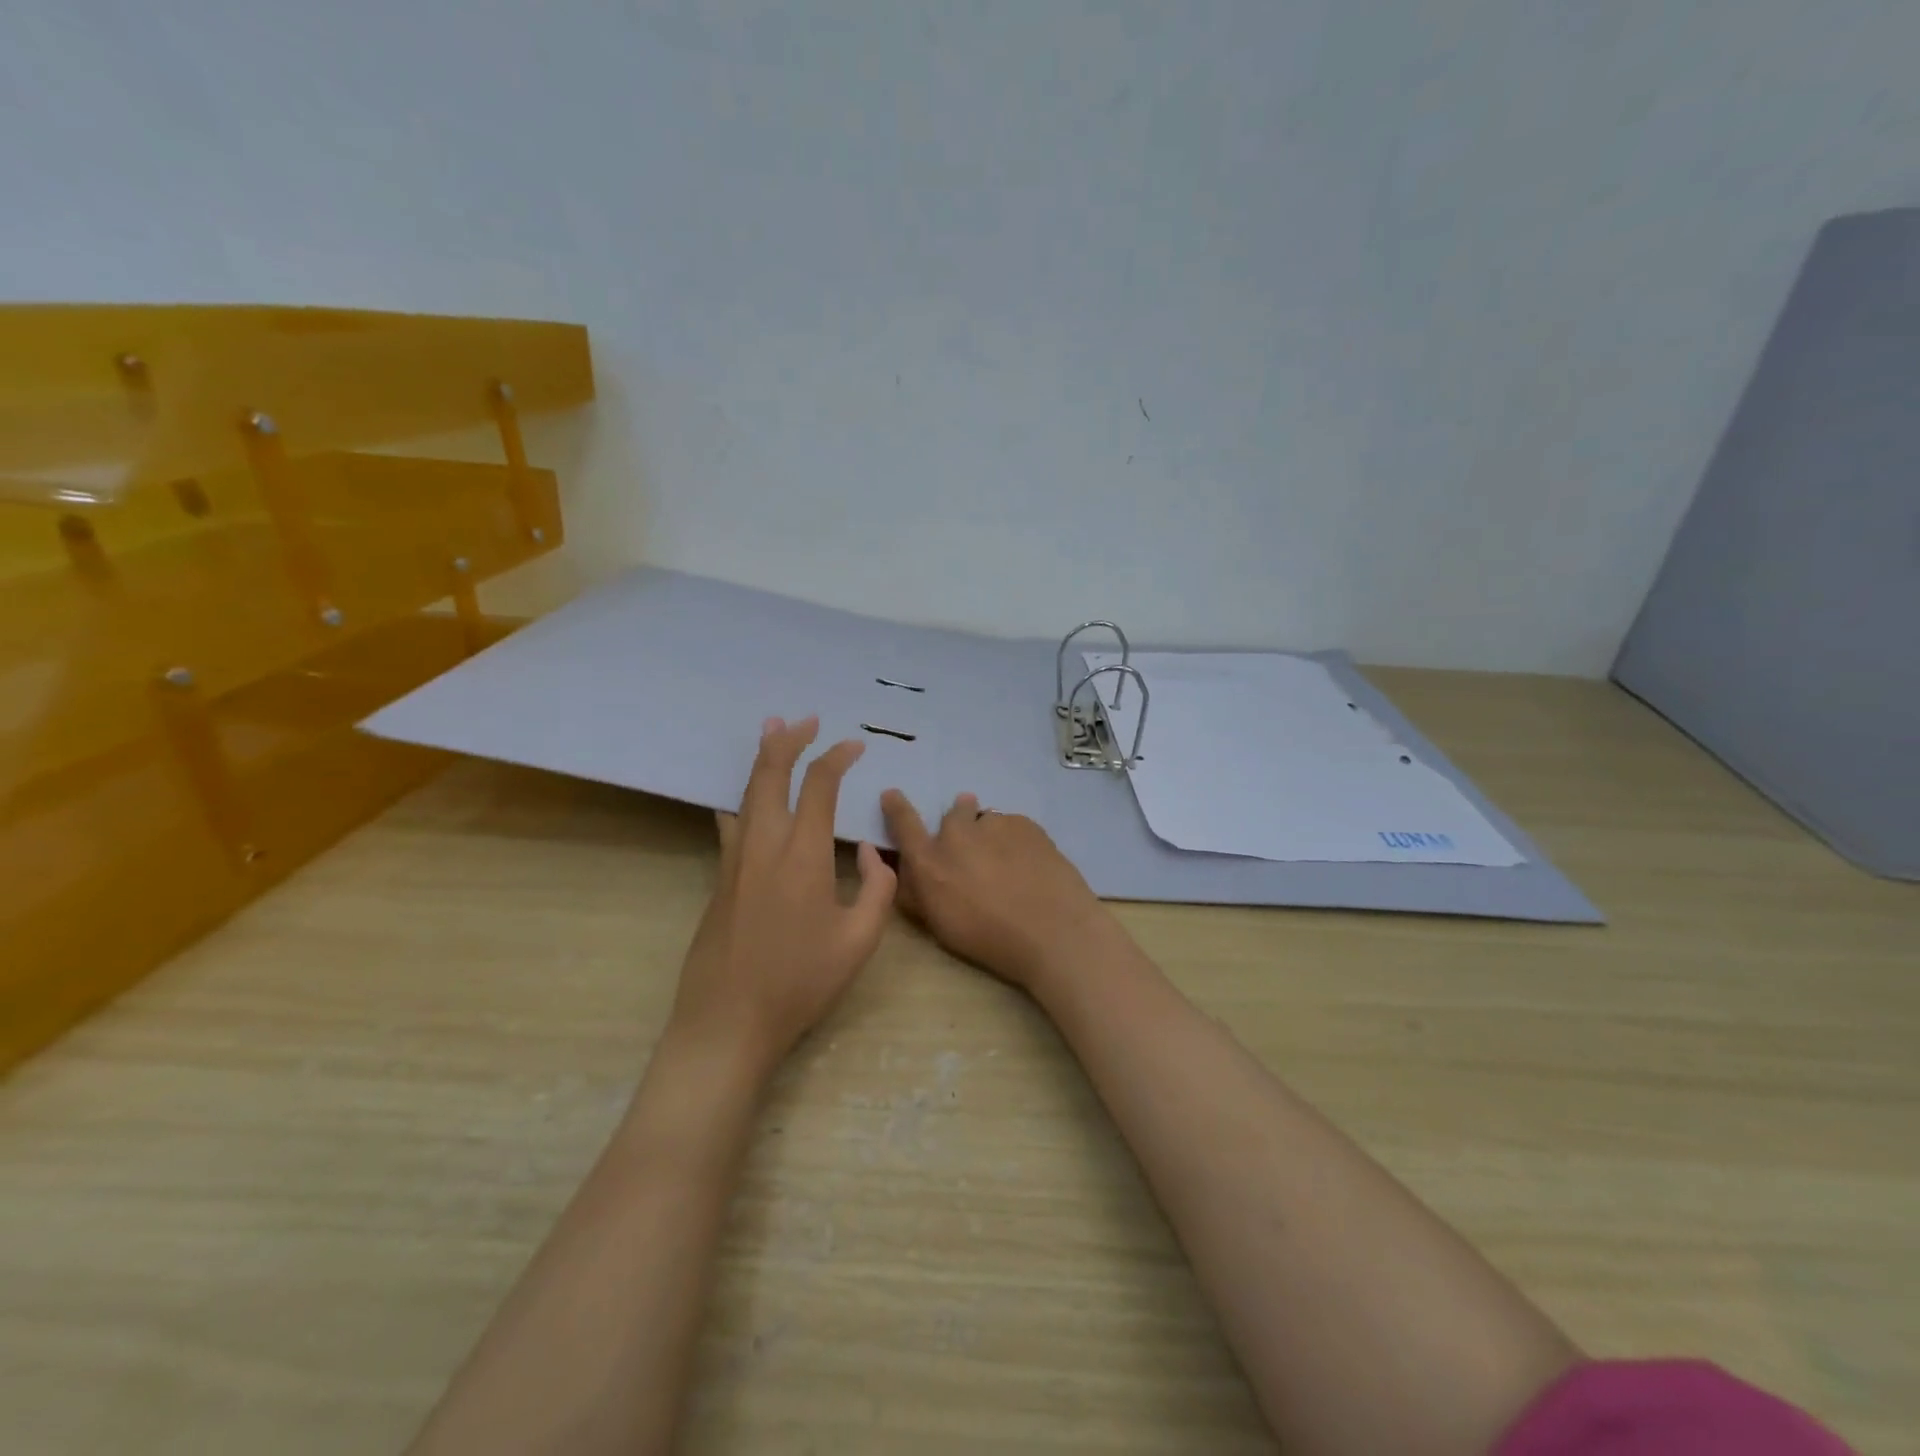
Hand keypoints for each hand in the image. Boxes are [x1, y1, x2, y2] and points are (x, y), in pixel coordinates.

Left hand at [669, 717, 896, 1079]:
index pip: (819, 786)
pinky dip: (743, 797)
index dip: (837, 757)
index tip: (855, 745)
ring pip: (745, 792)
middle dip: (788, 740)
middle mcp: (764, 844)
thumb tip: (873, 852)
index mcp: (802, 854)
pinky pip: (733, 821)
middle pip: (770, 774)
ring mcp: (735, 860)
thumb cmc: (799, 983)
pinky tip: (742, 800)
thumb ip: (878, 888)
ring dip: (761, 759)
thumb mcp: (859, 941)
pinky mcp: (720, 879)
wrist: (727, 1022)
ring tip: (770, 731)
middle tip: (804, 719)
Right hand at [879, 789, 1115, 993]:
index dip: (896, 807)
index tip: (892, 794)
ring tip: (1007, 863)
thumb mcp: (940, 925)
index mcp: (930, 861)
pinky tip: (1029, 863)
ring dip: (989, 834)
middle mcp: (957, 834)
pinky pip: (1013, 825)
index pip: (904, 824)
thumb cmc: (989, 939)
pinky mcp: (1025, 823)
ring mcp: (994, 824)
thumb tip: (909, 870)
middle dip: (959, 824)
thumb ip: (919, 892)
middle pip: (954, 814)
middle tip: (975, 850)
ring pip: (986, 820)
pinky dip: (1015, 839)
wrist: (1052, 931)